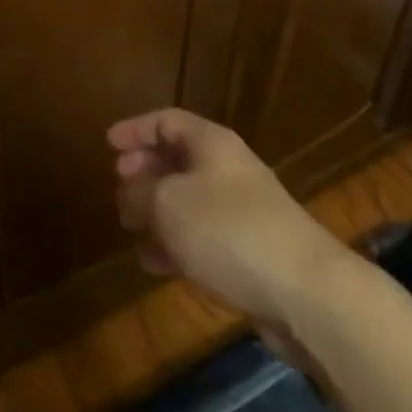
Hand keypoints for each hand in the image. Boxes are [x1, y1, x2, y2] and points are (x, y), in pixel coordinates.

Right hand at [109, 109, 349, 330]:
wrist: (303, 290)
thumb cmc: (228, 230)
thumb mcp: (168, 204)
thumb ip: (139, 193)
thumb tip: (128, 192)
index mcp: (212, 144)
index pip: (168, 121)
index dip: (136, 129)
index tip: (108, 144)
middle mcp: (228, 169)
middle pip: (179, 159)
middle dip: (145, 172)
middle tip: (118, 187)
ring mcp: (240, 211)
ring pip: (188, 201)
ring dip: (157, 211)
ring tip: (129, 228)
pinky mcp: (248, 251)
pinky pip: (202, 236)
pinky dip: (175, 243)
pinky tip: (155, 263)